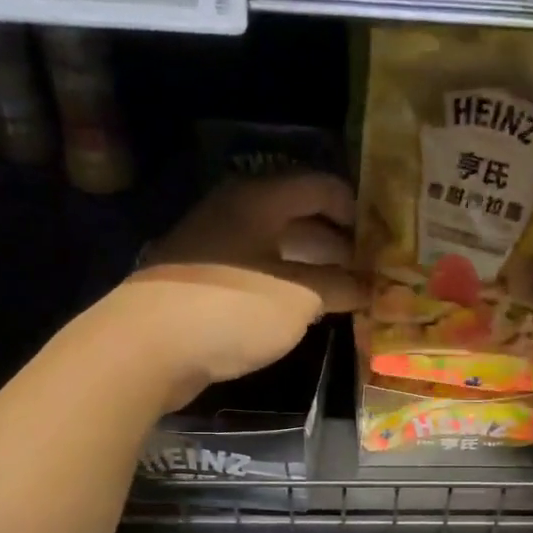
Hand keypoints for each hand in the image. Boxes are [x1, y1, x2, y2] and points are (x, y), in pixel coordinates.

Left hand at [95, 173, 362, 410]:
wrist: (148, 347)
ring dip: (314, 267)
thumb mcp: (299, 297)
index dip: (356, 209)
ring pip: (278, 248)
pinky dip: (287, 286)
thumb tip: (370, 287)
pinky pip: (258, 273)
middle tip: (372, 269)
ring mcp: (215, 248)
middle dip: (338, 242)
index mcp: (260, 199)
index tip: (384, 238)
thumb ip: (340, 286)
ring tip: (348, 293)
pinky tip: (306, 311)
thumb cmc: (232, 308)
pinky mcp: (204, 283)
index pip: (319, 186)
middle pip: (299, 216)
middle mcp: (236, 213)